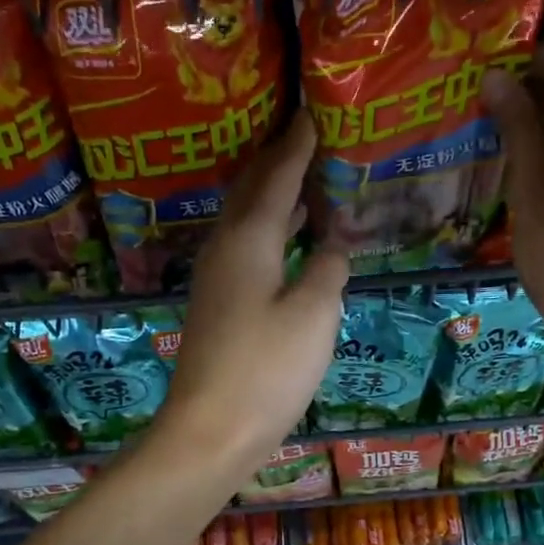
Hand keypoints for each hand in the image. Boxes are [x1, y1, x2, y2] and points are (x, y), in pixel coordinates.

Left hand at [155, 115, 349, 476]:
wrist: (211, 430)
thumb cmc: (267, 368)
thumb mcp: (314, 314)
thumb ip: (327, 269)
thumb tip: (333, 244)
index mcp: (248, 239)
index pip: (276, 177)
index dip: (297, 146)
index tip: (312, 114)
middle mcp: (225, 249)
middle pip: (251, 191)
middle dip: (277, 161)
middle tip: (306, 137)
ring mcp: (216, 279)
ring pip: (245, 220)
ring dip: (271, 196)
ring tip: (301, 178)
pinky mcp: (218, 305)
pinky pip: (245, 248)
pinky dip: (268, 231)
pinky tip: (285, 241)